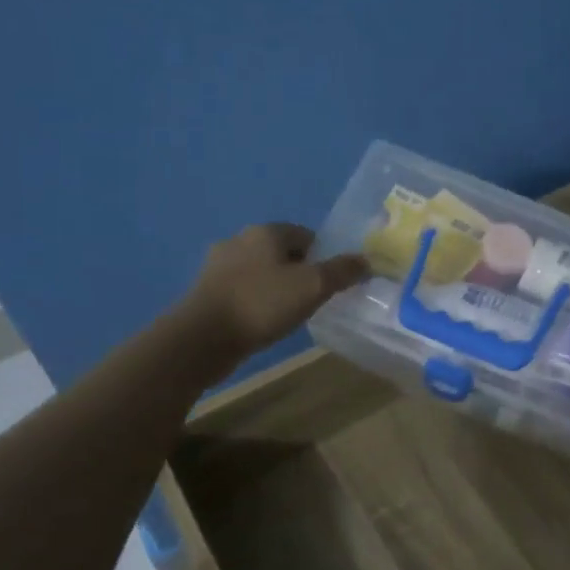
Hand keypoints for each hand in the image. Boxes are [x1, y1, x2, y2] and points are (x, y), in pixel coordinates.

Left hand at [183, 223, 368, 374]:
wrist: (202, 338)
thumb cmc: (262, 304)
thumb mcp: (313, 286)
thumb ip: (342, 271)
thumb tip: (366, 260)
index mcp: (266, 231)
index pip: (306, 235)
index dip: (324, 257)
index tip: (331, 284)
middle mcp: (240, 240)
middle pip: (283, 252)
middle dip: (300, 272)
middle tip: (314, 300)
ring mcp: (218, 265)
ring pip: (261, 271)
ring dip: (276, 288)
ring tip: (288, 314)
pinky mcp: (206, 291)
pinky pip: (243, 290)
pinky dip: (256, 301)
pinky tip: (262, 322)